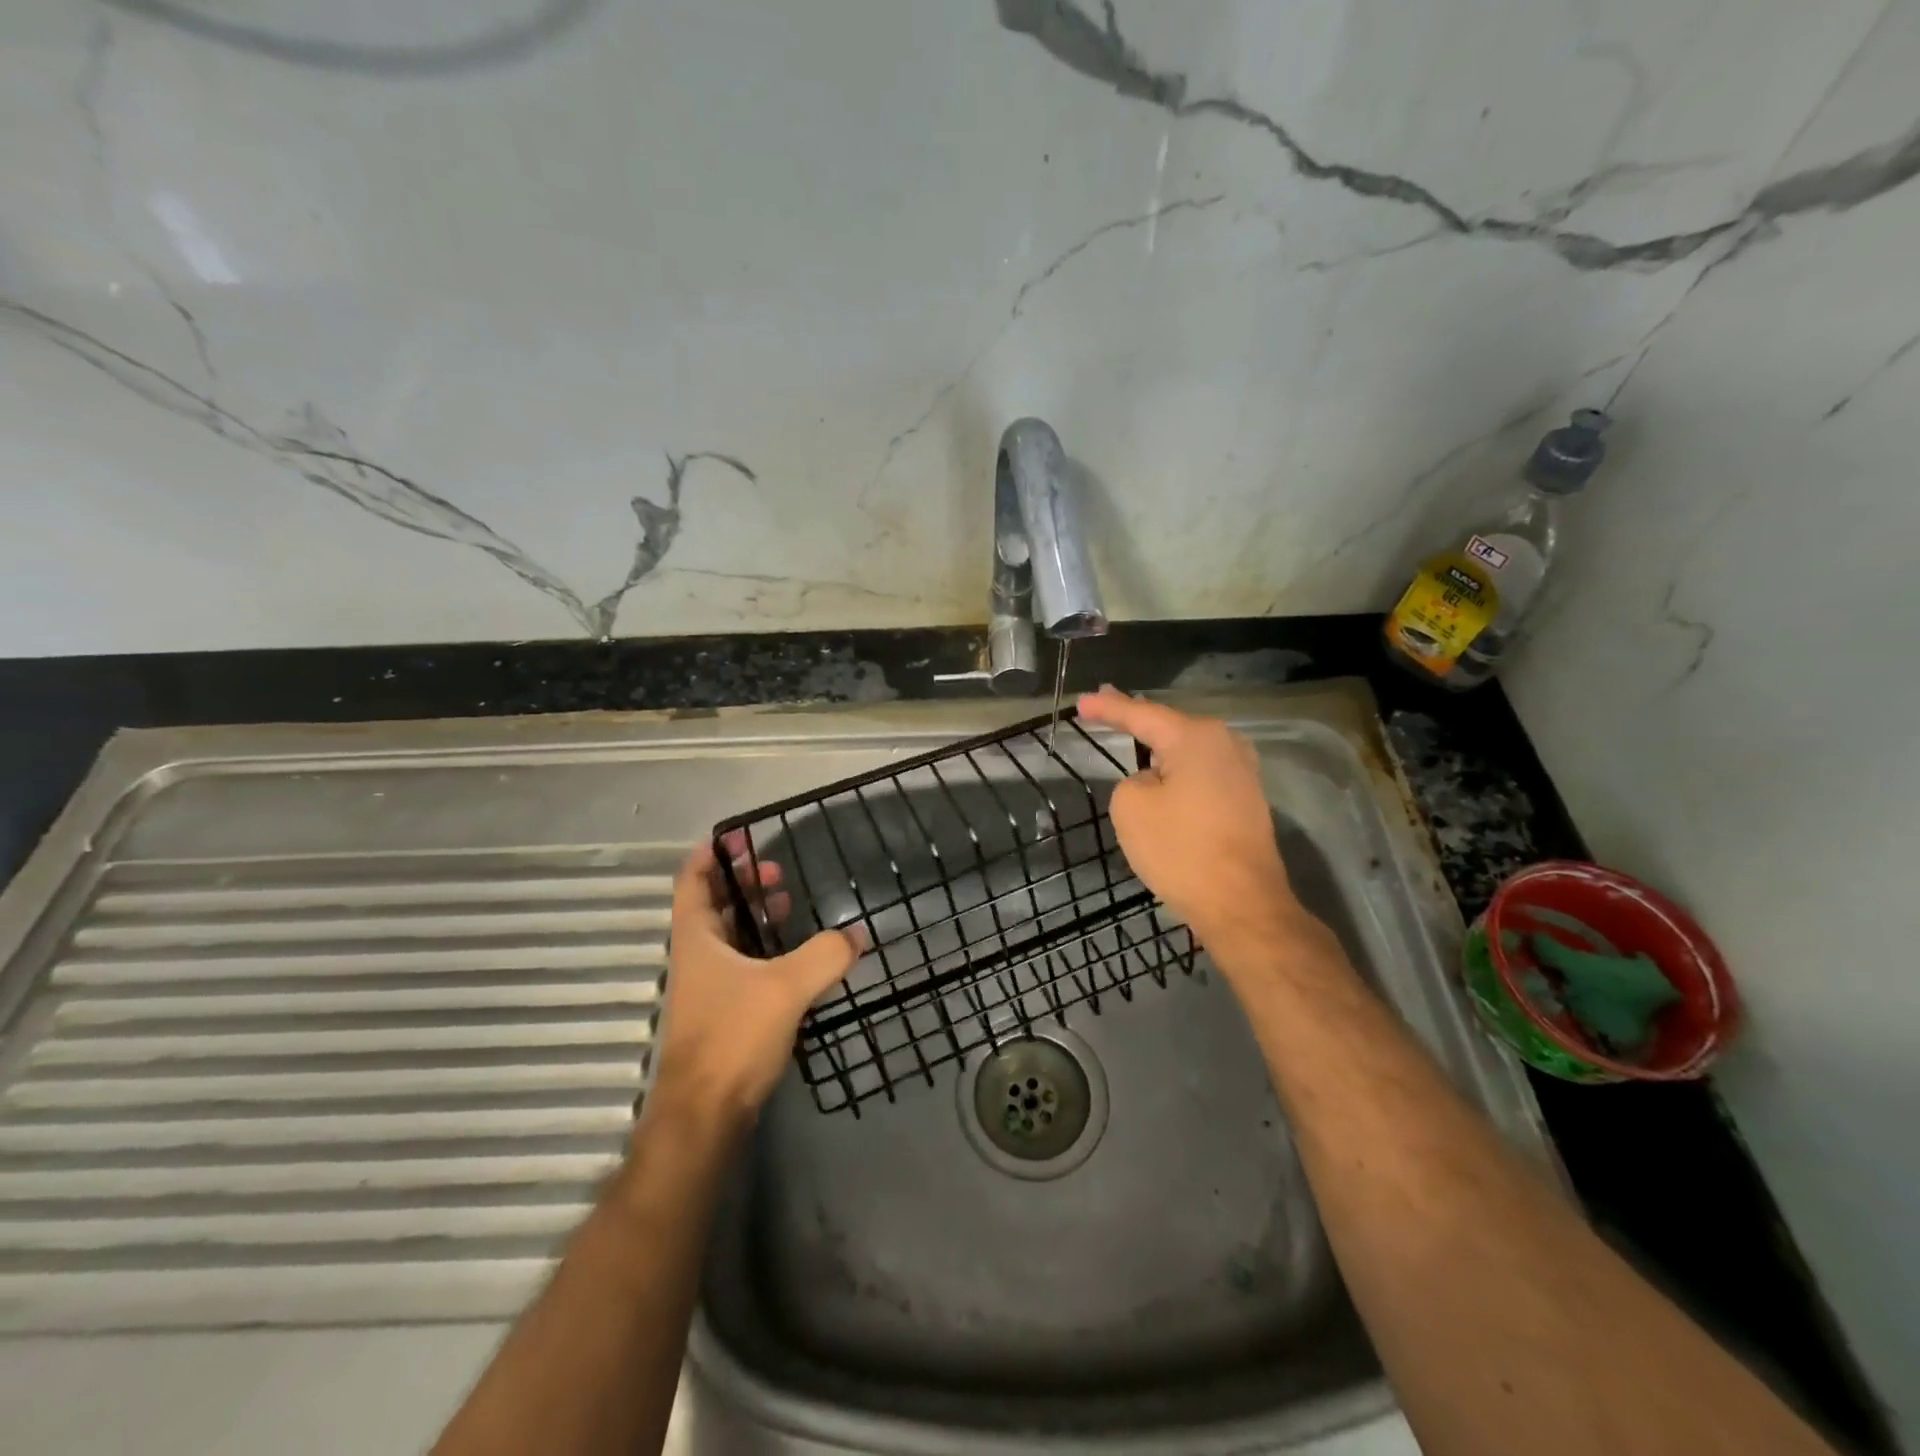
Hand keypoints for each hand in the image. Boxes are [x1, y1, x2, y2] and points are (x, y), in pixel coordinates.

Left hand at [645, 835, 864, 1129]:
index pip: (692, 880)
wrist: (705, 1115)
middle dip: (742, 883)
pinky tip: (795, 955)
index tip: (737, 836)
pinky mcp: (725, 1013)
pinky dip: (765, 950)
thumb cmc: (733, 1036)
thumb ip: (825, 955)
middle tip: (776, 870)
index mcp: (697, 938)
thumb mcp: (786, 987)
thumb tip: (858, 934)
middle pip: (713, 905)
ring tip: (788, 903)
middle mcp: (697, 957)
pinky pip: (744, 966)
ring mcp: (709, 987)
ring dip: (755, 916)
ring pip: (729, 937)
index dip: (711, 854)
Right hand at [1077, 686, 1305, 957]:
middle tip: (1105, 708)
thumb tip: (1156, 783)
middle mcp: (1226, 744)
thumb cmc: (1181, 850)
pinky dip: (1178, 772)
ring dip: (1160, 748)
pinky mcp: (1246, 801)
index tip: (1081, 702)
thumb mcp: (1131, 808)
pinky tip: (1164, 774)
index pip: (1141, 714)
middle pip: (1170, 727)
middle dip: (1137, 720)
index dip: (1108, 708)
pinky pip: (1201, 775)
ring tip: (1132, 736)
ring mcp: (1242, 773)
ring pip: (1188, 752)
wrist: (1241, 904)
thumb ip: (1133, 780)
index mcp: (1196, 737)